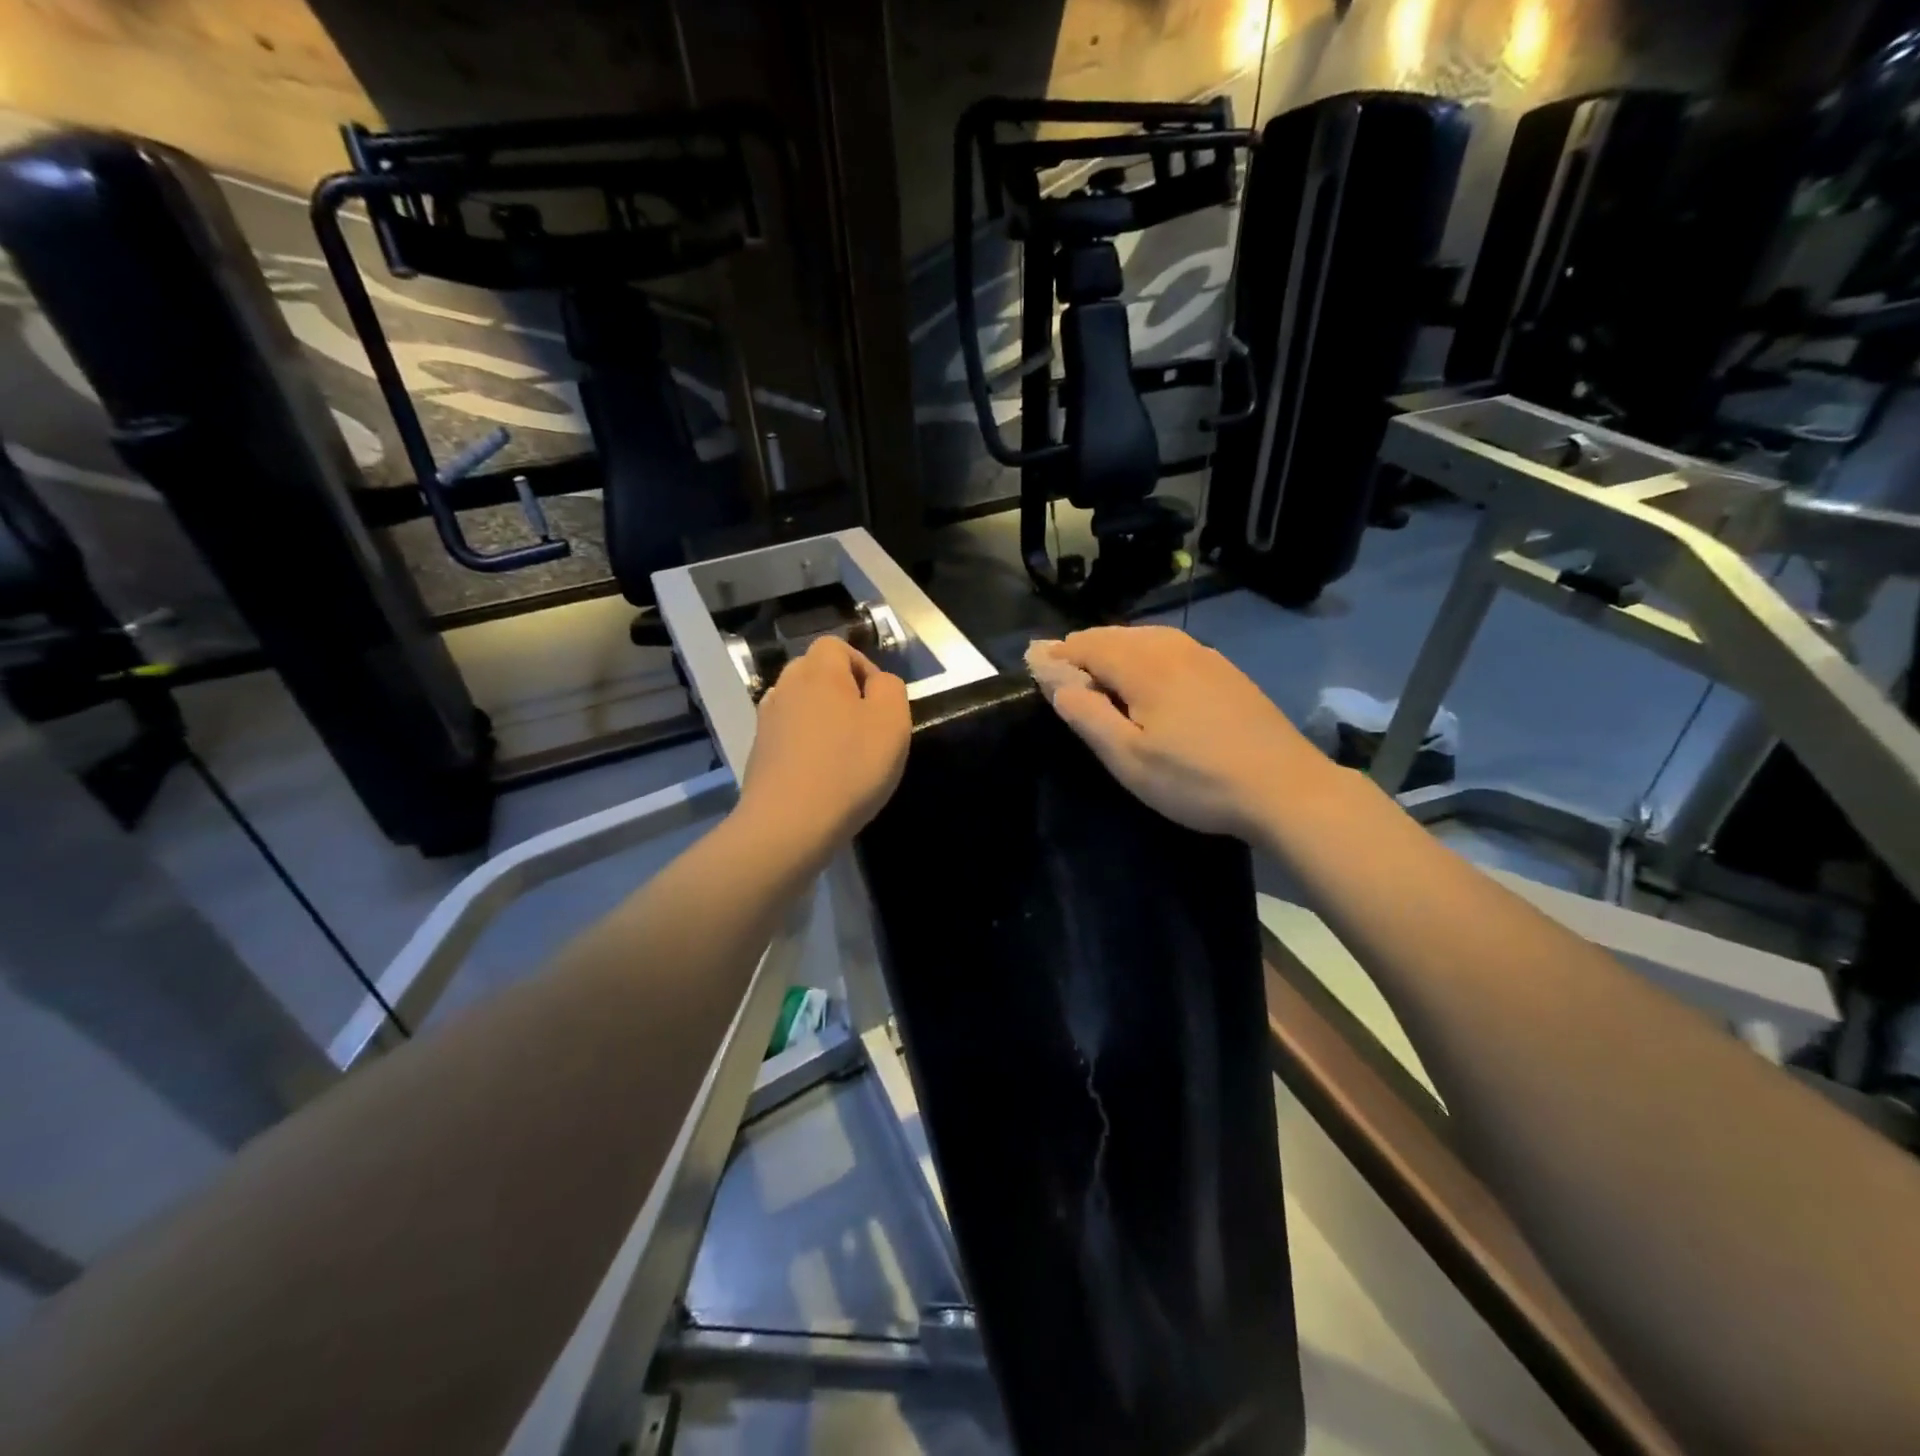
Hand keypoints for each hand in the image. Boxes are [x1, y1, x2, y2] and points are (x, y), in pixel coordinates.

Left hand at [738, 636, 910, 858]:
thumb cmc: (850, 767)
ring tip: (843, 753)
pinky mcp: (758, 754)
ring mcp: (766, 722)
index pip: (836, 646)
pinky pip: (788, 737)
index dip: (861, 666)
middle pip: (814, 673)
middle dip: (841, 692)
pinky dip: (805, 746)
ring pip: (799, 705)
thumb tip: (876, 683)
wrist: (789, 823)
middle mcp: (786, 688)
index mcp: (819, 672)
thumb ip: (890, 688)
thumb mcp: (892, 721)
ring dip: (821, 720)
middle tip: (865, 727)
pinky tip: (821, 775)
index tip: (879, 702)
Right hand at [1040, 625, 1329, 840]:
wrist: (1286, 788)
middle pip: (1115, 635)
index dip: (1057, 654)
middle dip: (1083, 650)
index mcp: (1143, 664)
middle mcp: (1172, 647)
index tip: (1035, 667)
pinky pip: (1171, 649)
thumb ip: (1087, 716)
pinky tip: (1149, 680)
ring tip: (1098, 675)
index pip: (1086, 644)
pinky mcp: (1226, 671)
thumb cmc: (1196, 779)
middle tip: (1062, 673)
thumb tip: (1058, 683)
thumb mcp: (1129, 758)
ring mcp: (1205, 655)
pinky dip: (1145, 656)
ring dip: (1115, 652)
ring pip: (1145, 639)